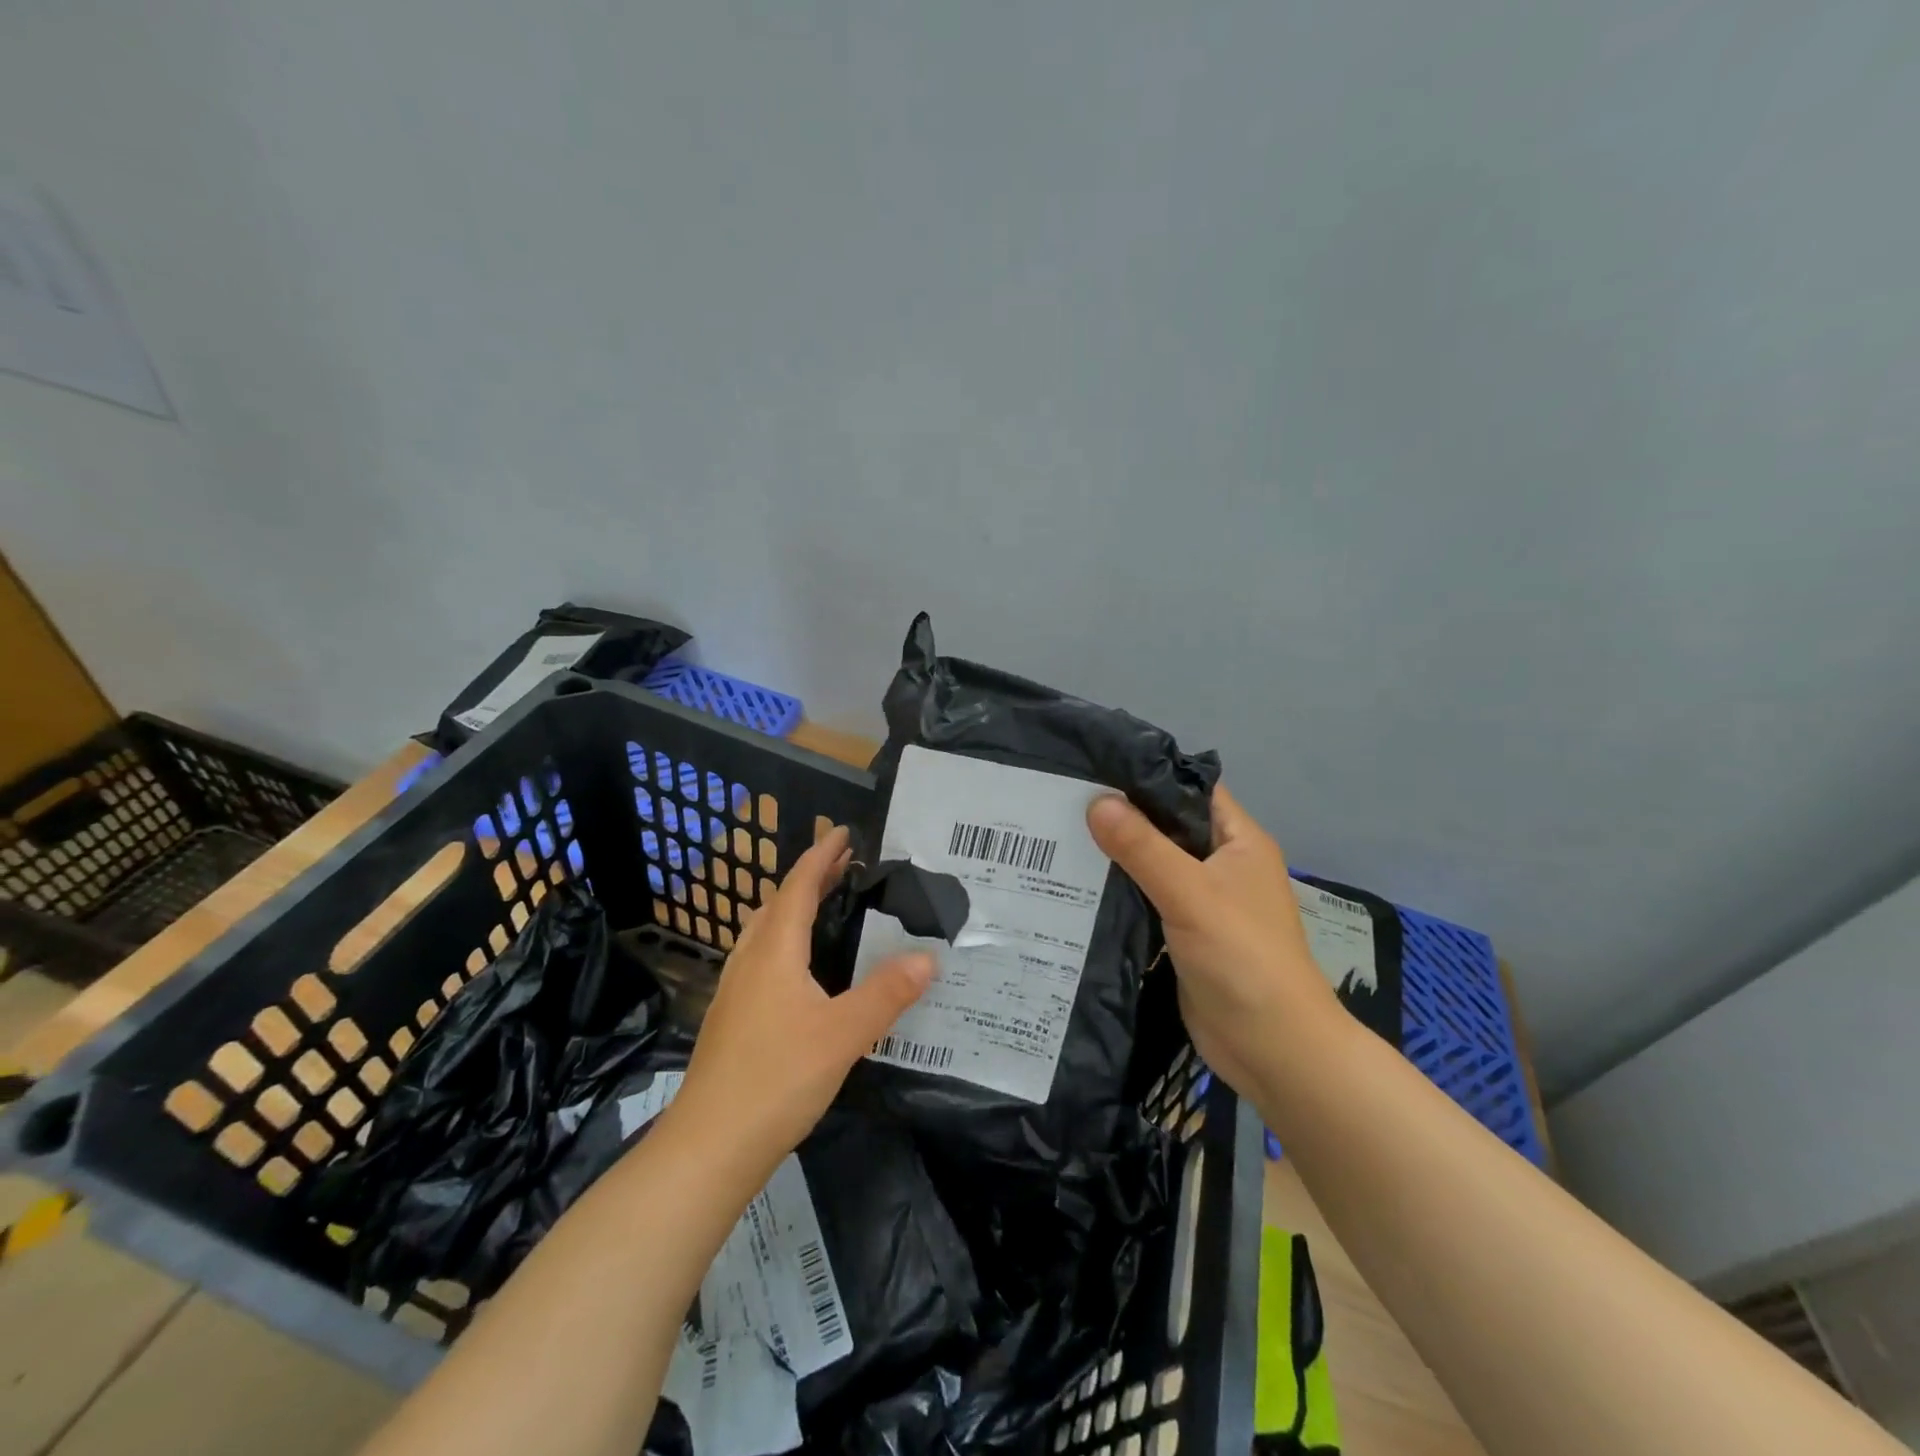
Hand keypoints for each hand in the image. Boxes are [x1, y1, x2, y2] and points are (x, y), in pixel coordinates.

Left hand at [668, 825, 934, 1171]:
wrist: (709, 1146)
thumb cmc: (777, 1079)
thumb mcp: (844, 1034)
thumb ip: (887, 993)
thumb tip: (927, 957)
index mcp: (774, 952)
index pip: (798, 887)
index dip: (822, 856)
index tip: (844, 833)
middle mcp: (749, 961)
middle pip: (778, 903)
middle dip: (810, 878)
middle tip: (845, 866)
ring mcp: (734, 990)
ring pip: (763, 932)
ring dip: (792, 908)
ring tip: (824, 908)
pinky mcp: (731, 1018)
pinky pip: (760, 958)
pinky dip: (784, 941)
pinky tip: (799, 971)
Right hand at [1087, 786, 1341, 1104]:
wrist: (1273, 1049)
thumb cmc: (1243, 958)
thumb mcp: (1191, 893)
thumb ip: (1142, 847)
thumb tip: (1094, 801)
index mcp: (1238, 841)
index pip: (1189, 790)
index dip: (1147, 775)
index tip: (1093, 766)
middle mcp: (1221, 865)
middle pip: (1166, 827)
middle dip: (1120, 816)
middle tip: (1061, 802)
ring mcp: (1202, 902)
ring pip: (1152, 865)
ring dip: (1114, 856)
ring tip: (1056, 837)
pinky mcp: (1182, 934)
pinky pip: (1145, 900)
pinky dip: (1116, 893)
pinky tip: (1073, 887)